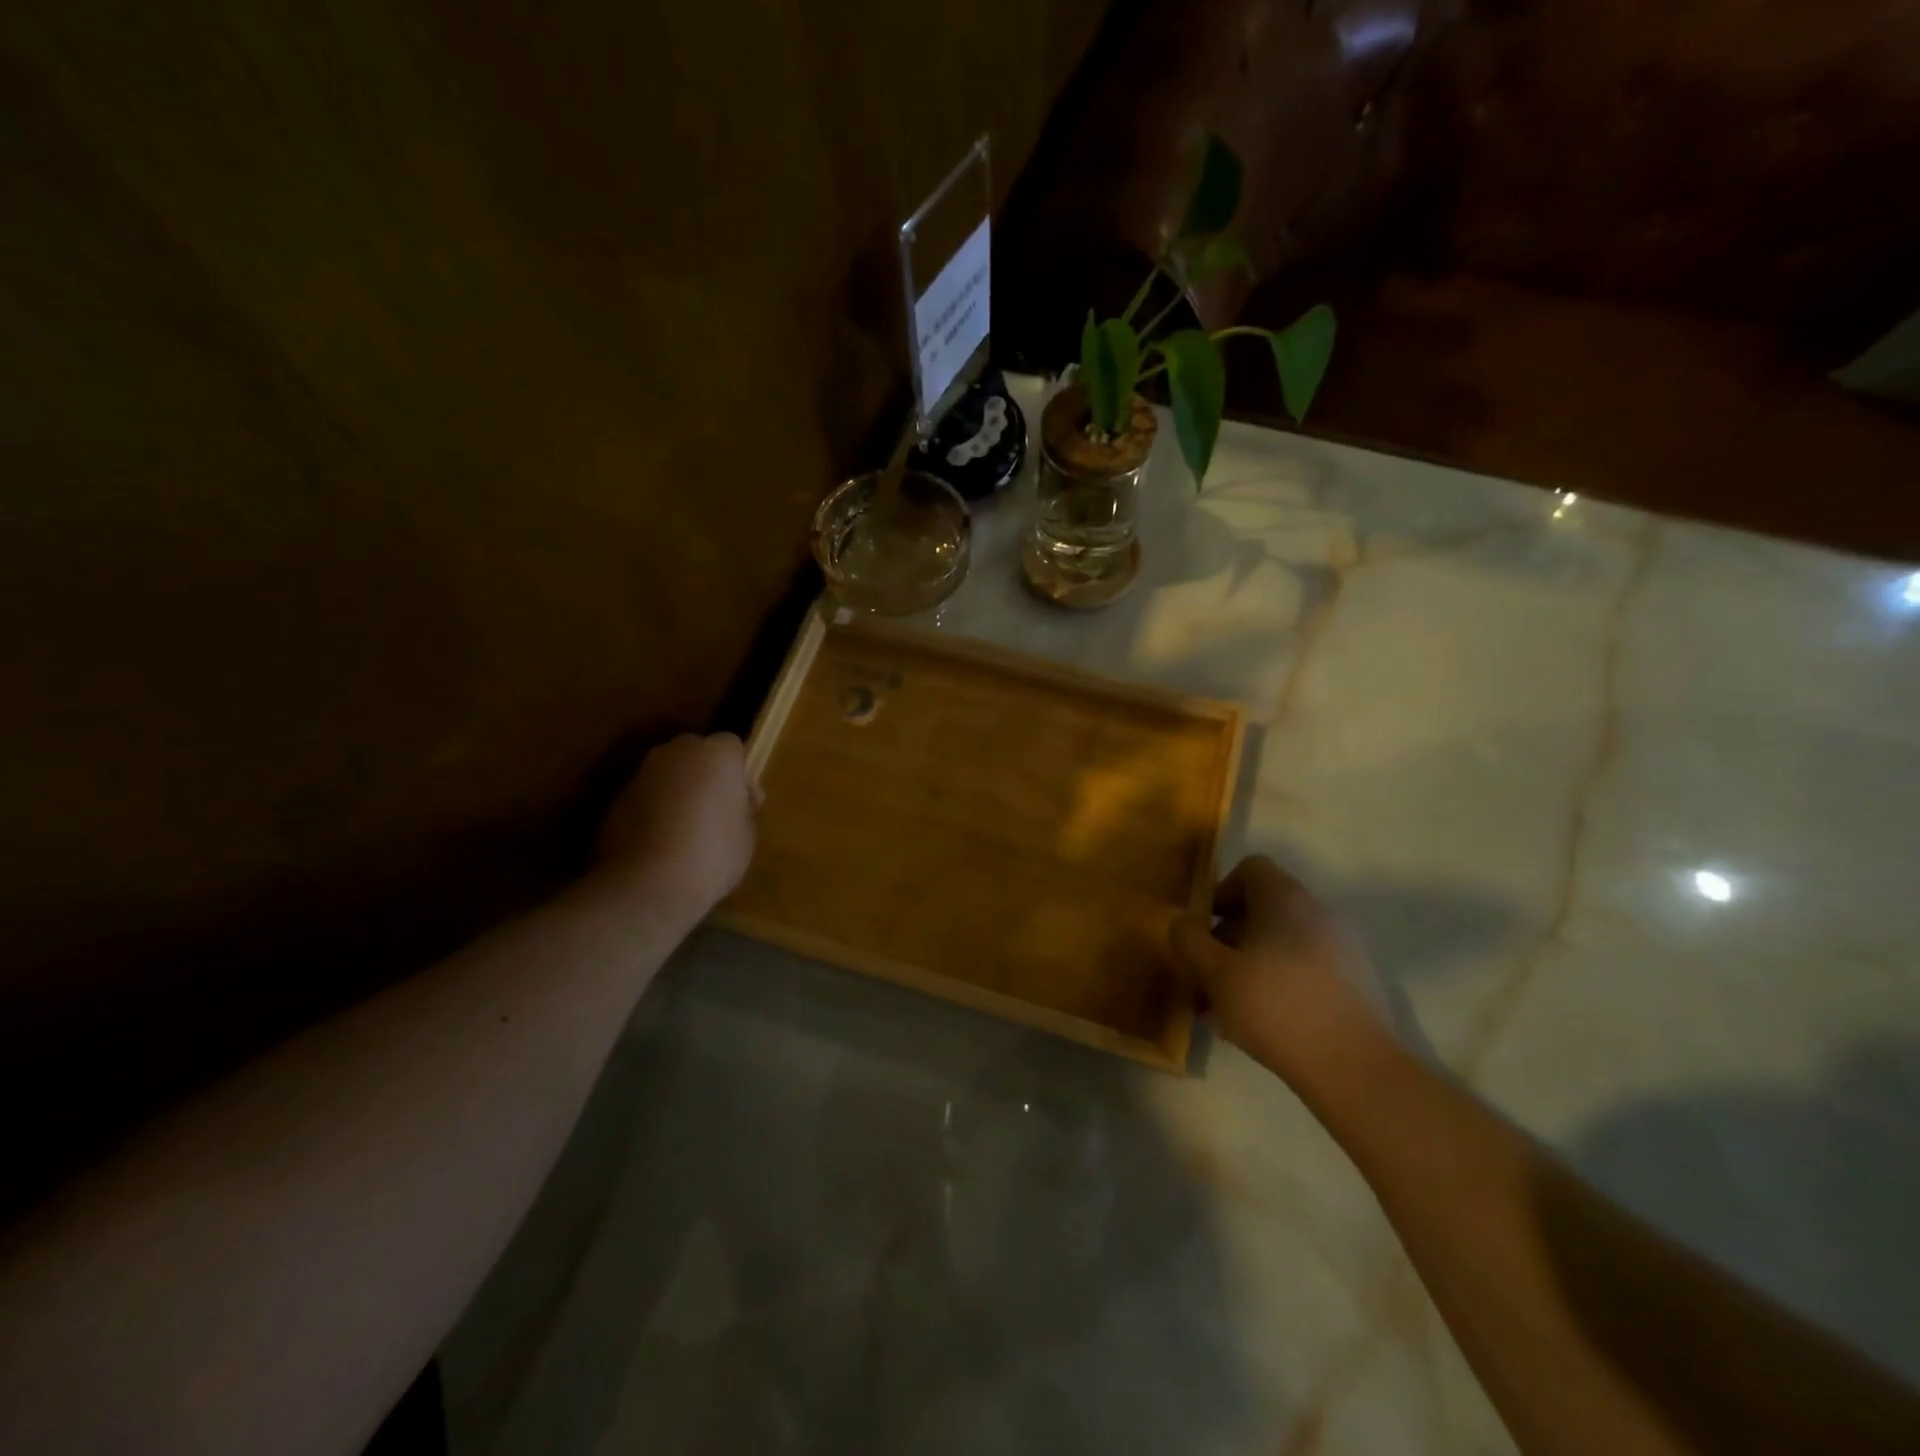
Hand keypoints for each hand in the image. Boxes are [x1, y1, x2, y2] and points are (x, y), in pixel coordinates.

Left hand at [596, 733, 757, 914]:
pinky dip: (652, 811)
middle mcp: (676, 753)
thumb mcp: (747, 835)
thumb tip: (733, 804)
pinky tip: (659, 843)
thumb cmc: (712, 855)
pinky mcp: (615, 799)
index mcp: (716, 755)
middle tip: (714, 812)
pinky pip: (644, 797)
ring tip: (684, 831)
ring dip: (676, 792)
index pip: (732, 746)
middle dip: (704, 775)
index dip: (738, 774)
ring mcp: (641, 774)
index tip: (744, 803)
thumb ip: (742, 809)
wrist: (648, 885)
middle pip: (695, 753)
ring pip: (667, 774)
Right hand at [1169, 855, 1386, 1083]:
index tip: (1204, 930)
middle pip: (1262, 909)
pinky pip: (1303, 968)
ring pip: (1280, 943)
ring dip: (1247, 966)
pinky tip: (1261, 1023)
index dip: (1221, 892)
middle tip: (1205, 978)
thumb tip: (1181, 922)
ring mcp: (1341, 948)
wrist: (1354, 1068)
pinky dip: (1277, 984)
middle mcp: (1317, 912)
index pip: (1251, 868)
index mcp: (1285, 899)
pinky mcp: (1354, 983)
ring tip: (1225, 1009)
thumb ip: (1190, 941)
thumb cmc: (1275, 1006)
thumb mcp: (1215, 973)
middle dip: (1227, 940)